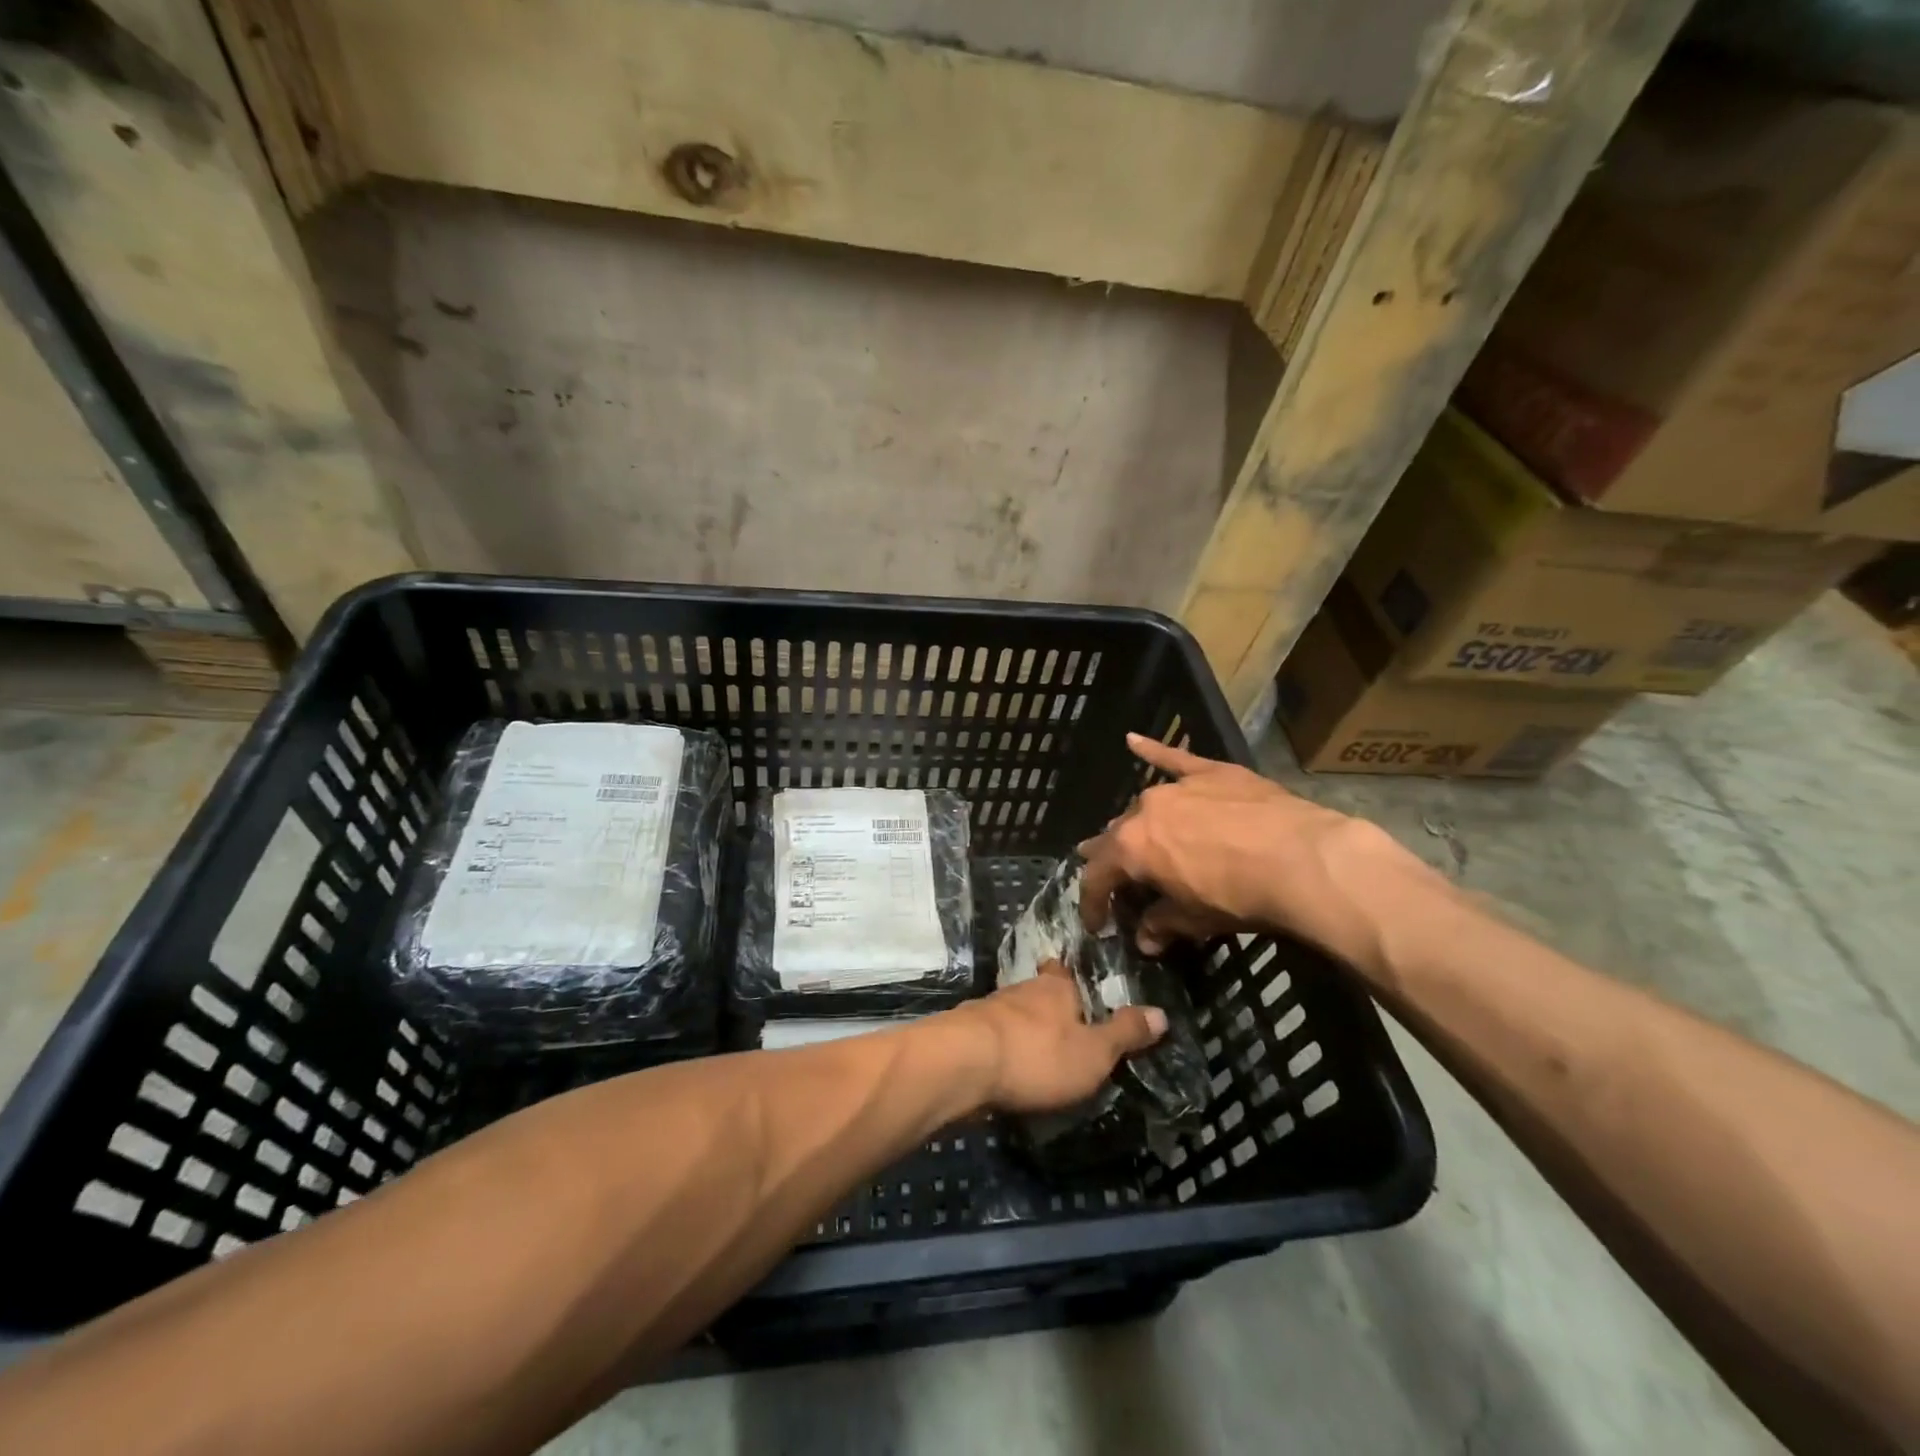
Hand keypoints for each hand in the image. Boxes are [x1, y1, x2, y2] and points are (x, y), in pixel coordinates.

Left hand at [955, 960, 1165, 1113]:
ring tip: (1039, 1053)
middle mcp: (1022, 990)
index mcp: (1056, 988)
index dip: (1073, 981)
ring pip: (1014, 1015)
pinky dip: (1003, 1050)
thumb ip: (1125, 1034)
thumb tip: (1162, 1013)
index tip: (1080, 990)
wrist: (963, 1065)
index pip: (1065, 973)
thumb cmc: (1038, 1054)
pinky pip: (993, 1039)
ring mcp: (989, 1010)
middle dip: (1049, 1009)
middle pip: (1039, 993)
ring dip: (1024, 1030)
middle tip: (1065, 1030)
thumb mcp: (1094, 1052)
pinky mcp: (966, 1035)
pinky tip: (1008, 1068)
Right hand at [1076, 734, 1446, 973]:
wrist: (1301, 859)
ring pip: (1144, 806)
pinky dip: (1152, 751)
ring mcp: (1176, 787)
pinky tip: (1133, 739)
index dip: (1094, 904)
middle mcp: (1144, 811)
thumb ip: (1162, 924)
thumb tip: (1146, 940)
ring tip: (1135, 837)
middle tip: (1115, 881)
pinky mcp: (1210, 771)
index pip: (1098, 877)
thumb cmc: (1240, 896)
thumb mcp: (1196, 920)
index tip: (1099, 925)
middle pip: (1116, 837)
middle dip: (1112, 861)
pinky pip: (1174, 759)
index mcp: (1132, 849)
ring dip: (1137, 825)